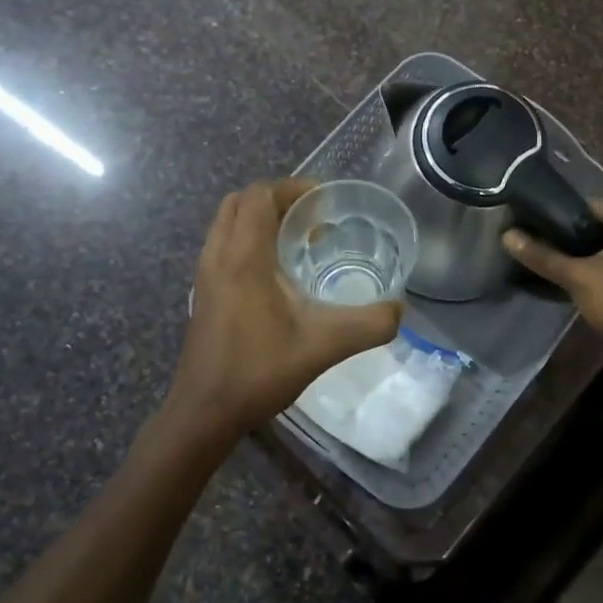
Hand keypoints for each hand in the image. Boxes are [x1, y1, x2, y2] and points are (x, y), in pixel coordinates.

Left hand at [169, 180, 401, 442]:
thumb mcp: (323, 346)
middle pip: (239, 202)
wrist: (204, 413)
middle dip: (276, 199)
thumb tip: (399, 309)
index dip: (292, 188)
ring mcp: (204, 275)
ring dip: (260, 220)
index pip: (259, 195)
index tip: (324, 202)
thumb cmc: (258, 371)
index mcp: (243, 256)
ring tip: (298, 242)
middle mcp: (218, 256)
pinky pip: (224, 246)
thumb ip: (367, 325)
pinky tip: (277, 275)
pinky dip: (249, 241)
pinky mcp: (203, 293)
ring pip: (228, 224)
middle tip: (311, 218)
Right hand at [503, 201, 602, 363]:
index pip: (590, 205)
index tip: (536, 222)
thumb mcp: (577, 276)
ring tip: (550, 260)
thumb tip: (506, 236)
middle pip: (598, 226)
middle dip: (569, 235)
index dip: (561, 213)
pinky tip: (571, 277)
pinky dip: (595, 268)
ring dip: (582, 254)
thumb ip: (543, 255)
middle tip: (539, 242)